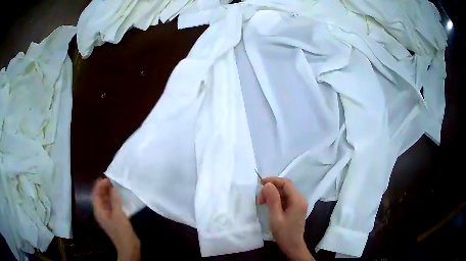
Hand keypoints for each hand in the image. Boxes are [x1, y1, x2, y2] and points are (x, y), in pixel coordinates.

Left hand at [92, 178, 140, 260]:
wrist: (129, 248)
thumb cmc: (121, 232)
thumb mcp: (118, 215)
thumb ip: (115, 200)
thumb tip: (113, 187)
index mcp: (99, 211)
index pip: (95, 194)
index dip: (99, 185)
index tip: (107, 178)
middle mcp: (101, 212)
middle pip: (100, 197)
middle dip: (105, 188)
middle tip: (114, 180)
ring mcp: (108, 216)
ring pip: (107, 201)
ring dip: (110, 193)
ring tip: (118, 186)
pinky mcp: (115, 219)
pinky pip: (113, 206)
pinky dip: (115, 200)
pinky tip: (122, 198)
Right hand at [257, 177, 313, 260]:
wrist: (292, 246)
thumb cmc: (284, 233)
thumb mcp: (275, 217)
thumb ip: (272, 200)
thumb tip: (268, 184)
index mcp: (297, 200)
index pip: (286, 183)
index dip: (273, 180)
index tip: (260, 184)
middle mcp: (300, 199)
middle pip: (285, 187)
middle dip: (271, 189)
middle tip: (259, 199)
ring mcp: (299, 204)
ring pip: (285, 193)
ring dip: (273, 195)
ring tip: (262, 203)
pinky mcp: (296, 208)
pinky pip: (286, 199)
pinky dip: (277, 199)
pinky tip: (269, 206)